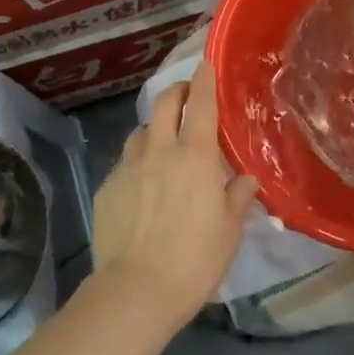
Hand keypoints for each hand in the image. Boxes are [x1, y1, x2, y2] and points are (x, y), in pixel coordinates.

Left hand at [89, 62, 258, 333]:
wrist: (136, 290)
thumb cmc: (194, 260)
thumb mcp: (229, 230)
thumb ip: (237, 196)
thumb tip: (246, 178)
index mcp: (195, 155)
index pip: (201, 103)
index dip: (204, 79)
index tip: (206, 64)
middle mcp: (159, 150)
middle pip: (164, 103)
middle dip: (177, 91)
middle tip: (187, 97)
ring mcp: (128, 166)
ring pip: (141, 131)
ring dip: (155, 128)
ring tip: (164, 143)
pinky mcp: (107, 186)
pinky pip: (125, 161)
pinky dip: (137, 161)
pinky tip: (142, 184)